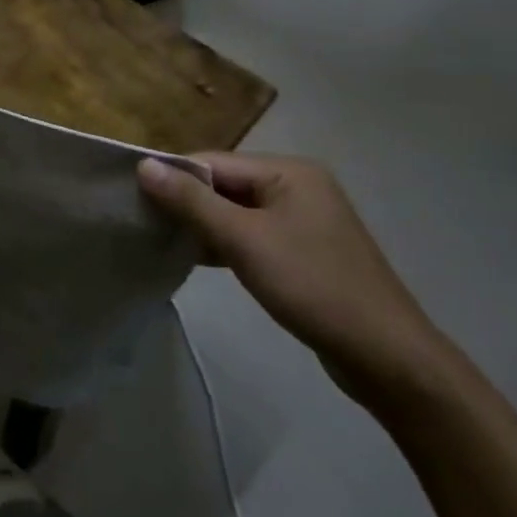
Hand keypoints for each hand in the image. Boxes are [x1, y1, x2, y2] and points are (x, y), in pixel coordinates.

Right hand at [137, 153, 447, 399]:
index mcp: (289, 170)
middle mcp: (297, 185)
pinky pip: (251, 234)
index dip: (172, 177)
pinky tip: (196, 259)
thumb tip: (143, 165)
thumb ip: (192, 202)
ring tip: (161, 241)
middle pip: (224, 184)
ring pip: (235, 211)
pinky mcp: (302, 250)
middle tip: (142, 223)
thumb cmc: (312, 286)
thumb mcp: (244, 240)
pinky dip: (224, 243)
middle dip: (185, 202)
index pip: (213, 161)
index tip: (132, 198)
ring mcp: (302, 219)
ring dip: (202, 225)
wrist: (384, 354)